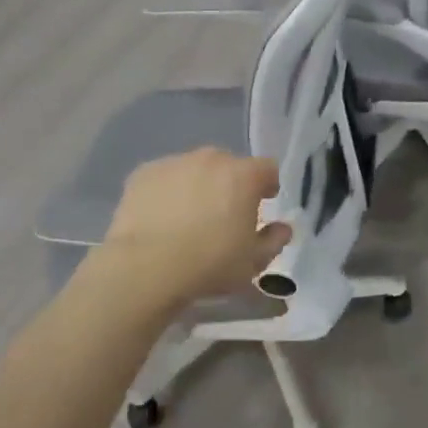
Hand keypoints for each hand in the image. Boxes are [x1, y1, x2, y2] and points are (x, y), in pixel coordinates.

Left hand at [101, 148, 291, 306]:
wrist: (145, 268)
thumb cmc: (209, 264)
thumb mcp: (253, 262)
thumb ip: (275, 240)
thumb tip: (283, 227)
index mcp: (243, 175)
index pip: (267, 168)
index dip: (268, 185)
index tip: (263, 203)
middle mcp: (211, 159)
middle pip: (229, 165)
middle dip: (231, 184)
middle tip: (224, 214)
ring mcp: (174, 162)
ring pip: (195, 169)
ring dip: (198, 185)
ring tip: (188, 217)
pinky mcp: (143, 173)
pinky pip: (165, 177)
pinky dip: (168, 191)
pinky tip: (161, 217)